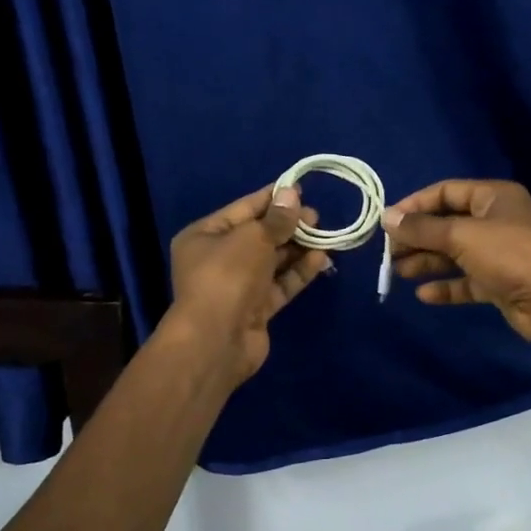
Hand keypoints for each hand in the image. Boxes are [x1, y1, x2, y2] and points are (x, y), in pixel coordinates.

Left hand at [164, 184, 329, 383]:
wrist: (216, 341)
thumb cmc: (227, 276)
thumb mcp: (252, 238)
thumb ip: (276, 218)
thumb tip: (292, 193)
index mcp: (205, 236)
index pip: (243, 209)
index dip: (272, 199)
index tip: (300, 190)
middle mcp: (218, 259)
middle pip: (259, 235)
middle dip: (288, 225)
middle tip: (317, 217)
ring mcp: (237, 286)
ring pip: (272, 261)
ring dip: (298, 248)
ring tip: (325, 235)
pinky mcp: (256, 309)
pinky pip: (280, 284)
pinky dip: (298, 272)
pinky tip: (321, 259)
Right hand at [382, 180, 530, 344]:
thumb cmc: (509, 254)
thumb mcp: (462, 235)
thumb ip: (422, 228)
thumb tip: (386, 217)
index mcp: (493, 197)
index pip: (446, 192)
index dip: (415, 205)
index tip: (388, 221)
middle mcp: (496, 221)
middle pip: (447, 224)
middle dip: (417, 237)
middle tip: (388, 252)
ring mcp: (499, 254)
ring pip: (454, 254)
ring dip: (427, 262)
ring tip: (397, 272)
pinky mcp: (500, 283)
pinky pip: (466, 281)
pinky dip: (446, 286)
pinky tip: (423, 294)